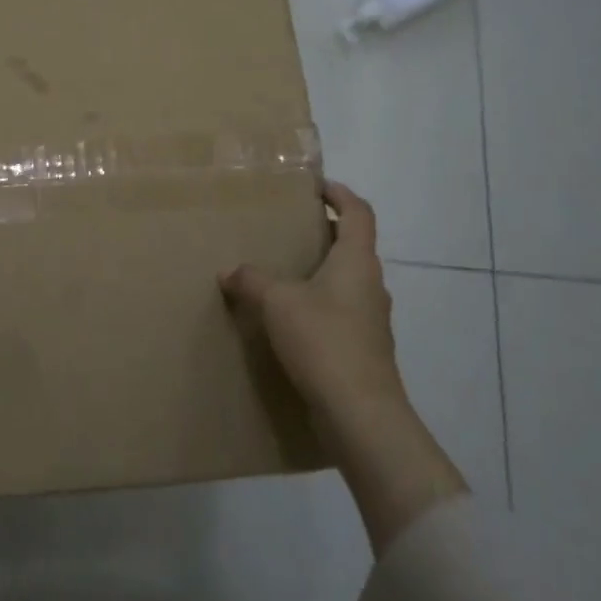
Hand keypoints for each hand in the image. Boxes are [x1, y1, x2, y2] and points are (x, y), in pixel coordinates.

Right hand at [221, 180, 465, 551]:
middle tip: (289, 230)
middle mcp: (371, 284)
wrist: (360, 413)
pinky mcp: (364, 349)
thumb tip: (229, 271)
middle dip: (324, 234)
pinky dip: (319, 305)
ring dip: (321, 272)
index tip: (315, 187)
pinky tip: (291, 321)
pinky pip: (341, 313)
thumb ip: (252, 280)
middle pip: (353, 246)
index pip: (358, 212)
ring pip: (347, 282)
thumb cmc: (323, 341)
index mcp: (357, 261)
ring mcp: (372, 320)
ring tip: (284, 275)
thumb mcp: (277, 302)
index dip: (339, 194)